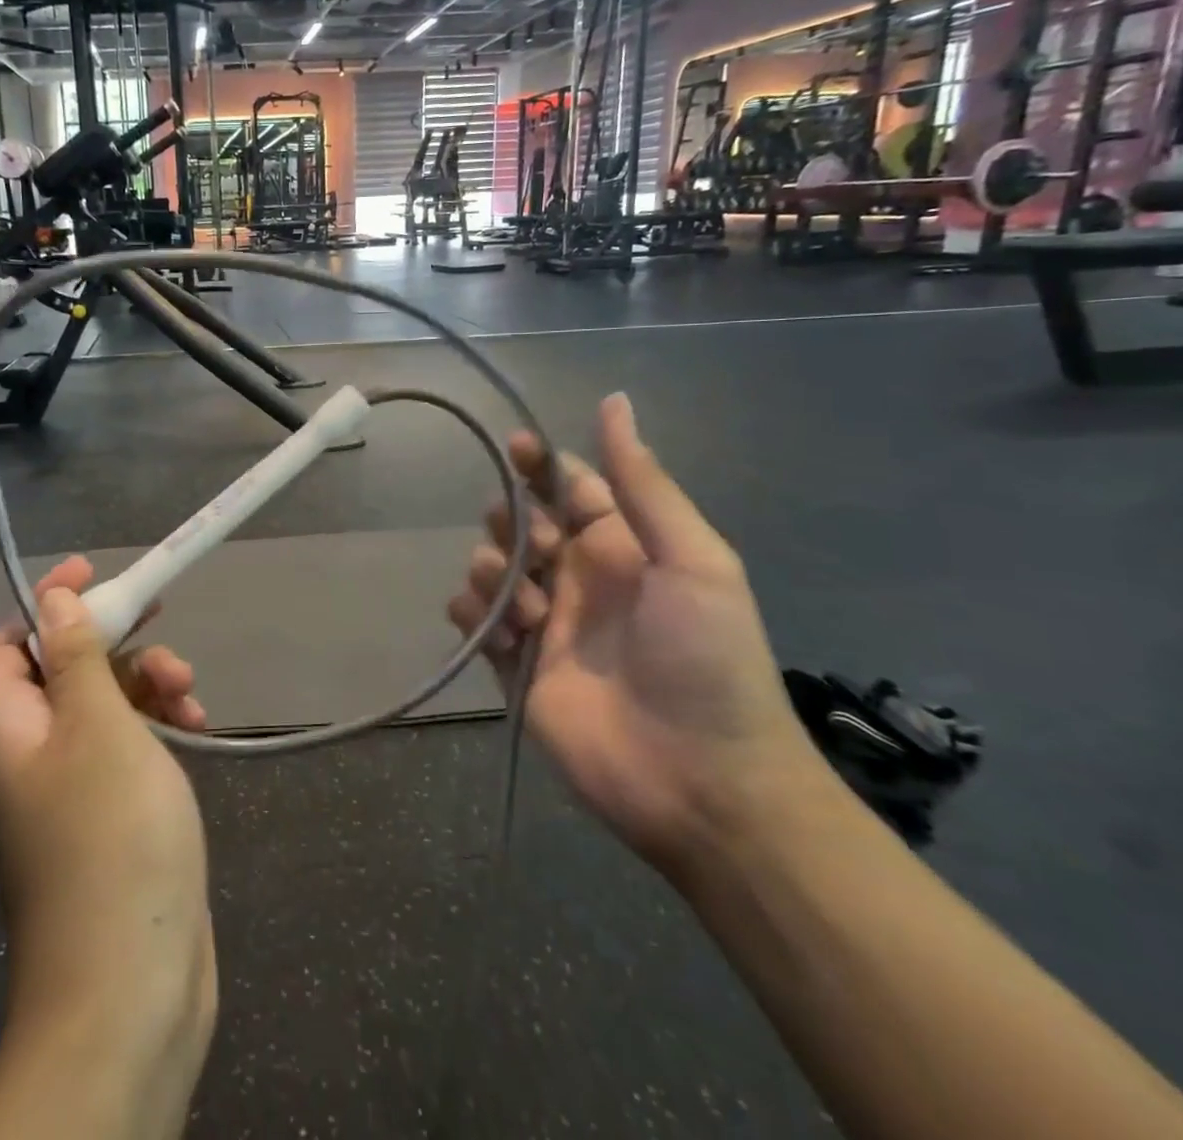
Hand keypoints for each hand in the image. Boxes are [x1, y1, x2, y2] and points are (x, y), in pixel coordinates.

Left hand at [0, 558, 215, 1112]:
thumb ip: (77, 656)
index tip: (96, 573)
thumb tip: (52, 598)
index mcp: (11, 730)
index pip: (10, 645)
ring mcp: (75, 790)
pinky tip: (197, 724)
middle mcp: (35, 755)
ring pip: (105, 707)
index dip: (47, 604)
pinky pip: (130, 748)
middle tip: (160, 617)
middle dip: (113, 640)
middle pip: (65, 670)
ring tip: (188, 687)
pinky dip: (160, 726)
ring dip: (146, 683)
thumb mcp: (98, 727)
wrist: (131, 988)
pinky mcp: (114, 817)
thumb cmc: (111, 838)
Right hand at [449, 393, 824, 872]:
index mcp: (621, 546)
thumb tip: (614, 401)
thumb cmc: (708, 660)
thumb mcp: (692, 559)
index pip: (567, 487)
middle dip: (511, 520)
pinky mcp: (514, 663)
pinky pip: (474, 618)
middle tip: (533, 546)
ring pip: (489, 567)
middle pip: (519, 523)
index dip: (538, 463)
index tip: (515, 445)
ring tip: (530, 609)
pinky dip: (476, 615)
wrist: (702, 781)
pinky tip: (504, 634)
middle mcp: (577, 576)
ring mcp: (543, 621)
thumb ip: (643, 483)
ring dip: (495, 571)